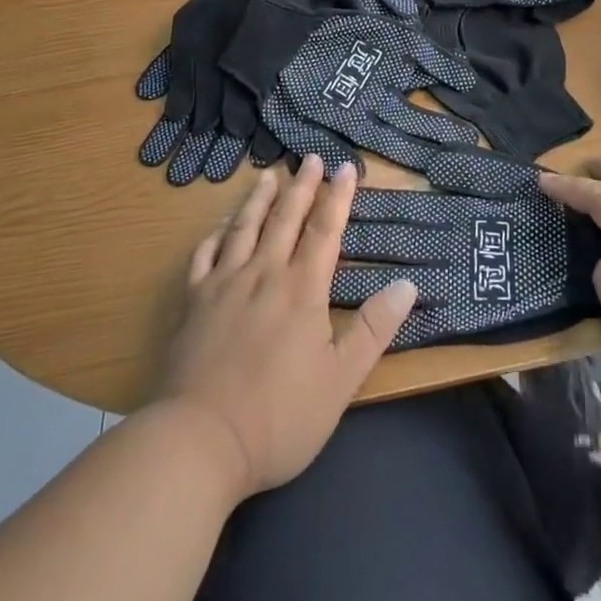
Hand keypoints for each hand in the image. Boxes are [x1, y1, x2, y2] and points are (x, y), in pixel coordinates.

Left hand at [155, 156, 417, 499]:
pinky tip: (221, 226)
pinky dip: (215, 234)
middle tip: (309, 158)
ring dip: (259, 199)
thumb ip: (374, 330)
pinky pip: (204, 255)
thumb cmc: (279, 417)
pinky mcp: (192, 302)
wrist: (199, 442)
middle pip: (285, 219)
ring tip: (268, 175)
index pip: (324, 231)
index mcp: (302, 290)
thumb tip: (408, 284)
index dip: (338, 197)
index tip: (346, 167)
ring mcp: (223, 285)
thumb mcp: (341, 381)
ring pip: (244, 228)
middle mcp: (263, 274)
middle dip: (301, 186)